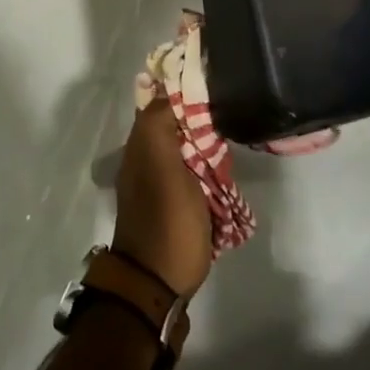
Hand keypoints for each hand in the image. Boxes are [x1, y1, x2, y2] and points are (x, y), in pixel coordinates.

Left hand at [112, 103, 212, 299]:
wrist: (157, 283)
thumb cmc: (167, 222)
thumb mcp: (164, 169)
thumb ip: (160, 127)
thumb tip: (165, 90)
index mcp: (140, 146)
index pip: (159, 104)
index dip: (182, 92)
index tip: (212, 86)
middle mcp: (144, 159)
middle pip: (174, 127)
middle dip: (199, 122)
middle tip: (227, 120)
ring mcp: (158, 184)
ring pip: (184, 151)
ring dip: (205, 149)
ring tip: (229, 146)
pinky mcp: (173, 205)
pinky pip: (191, 176)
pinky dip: (205, 172)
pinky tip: (224, 174)